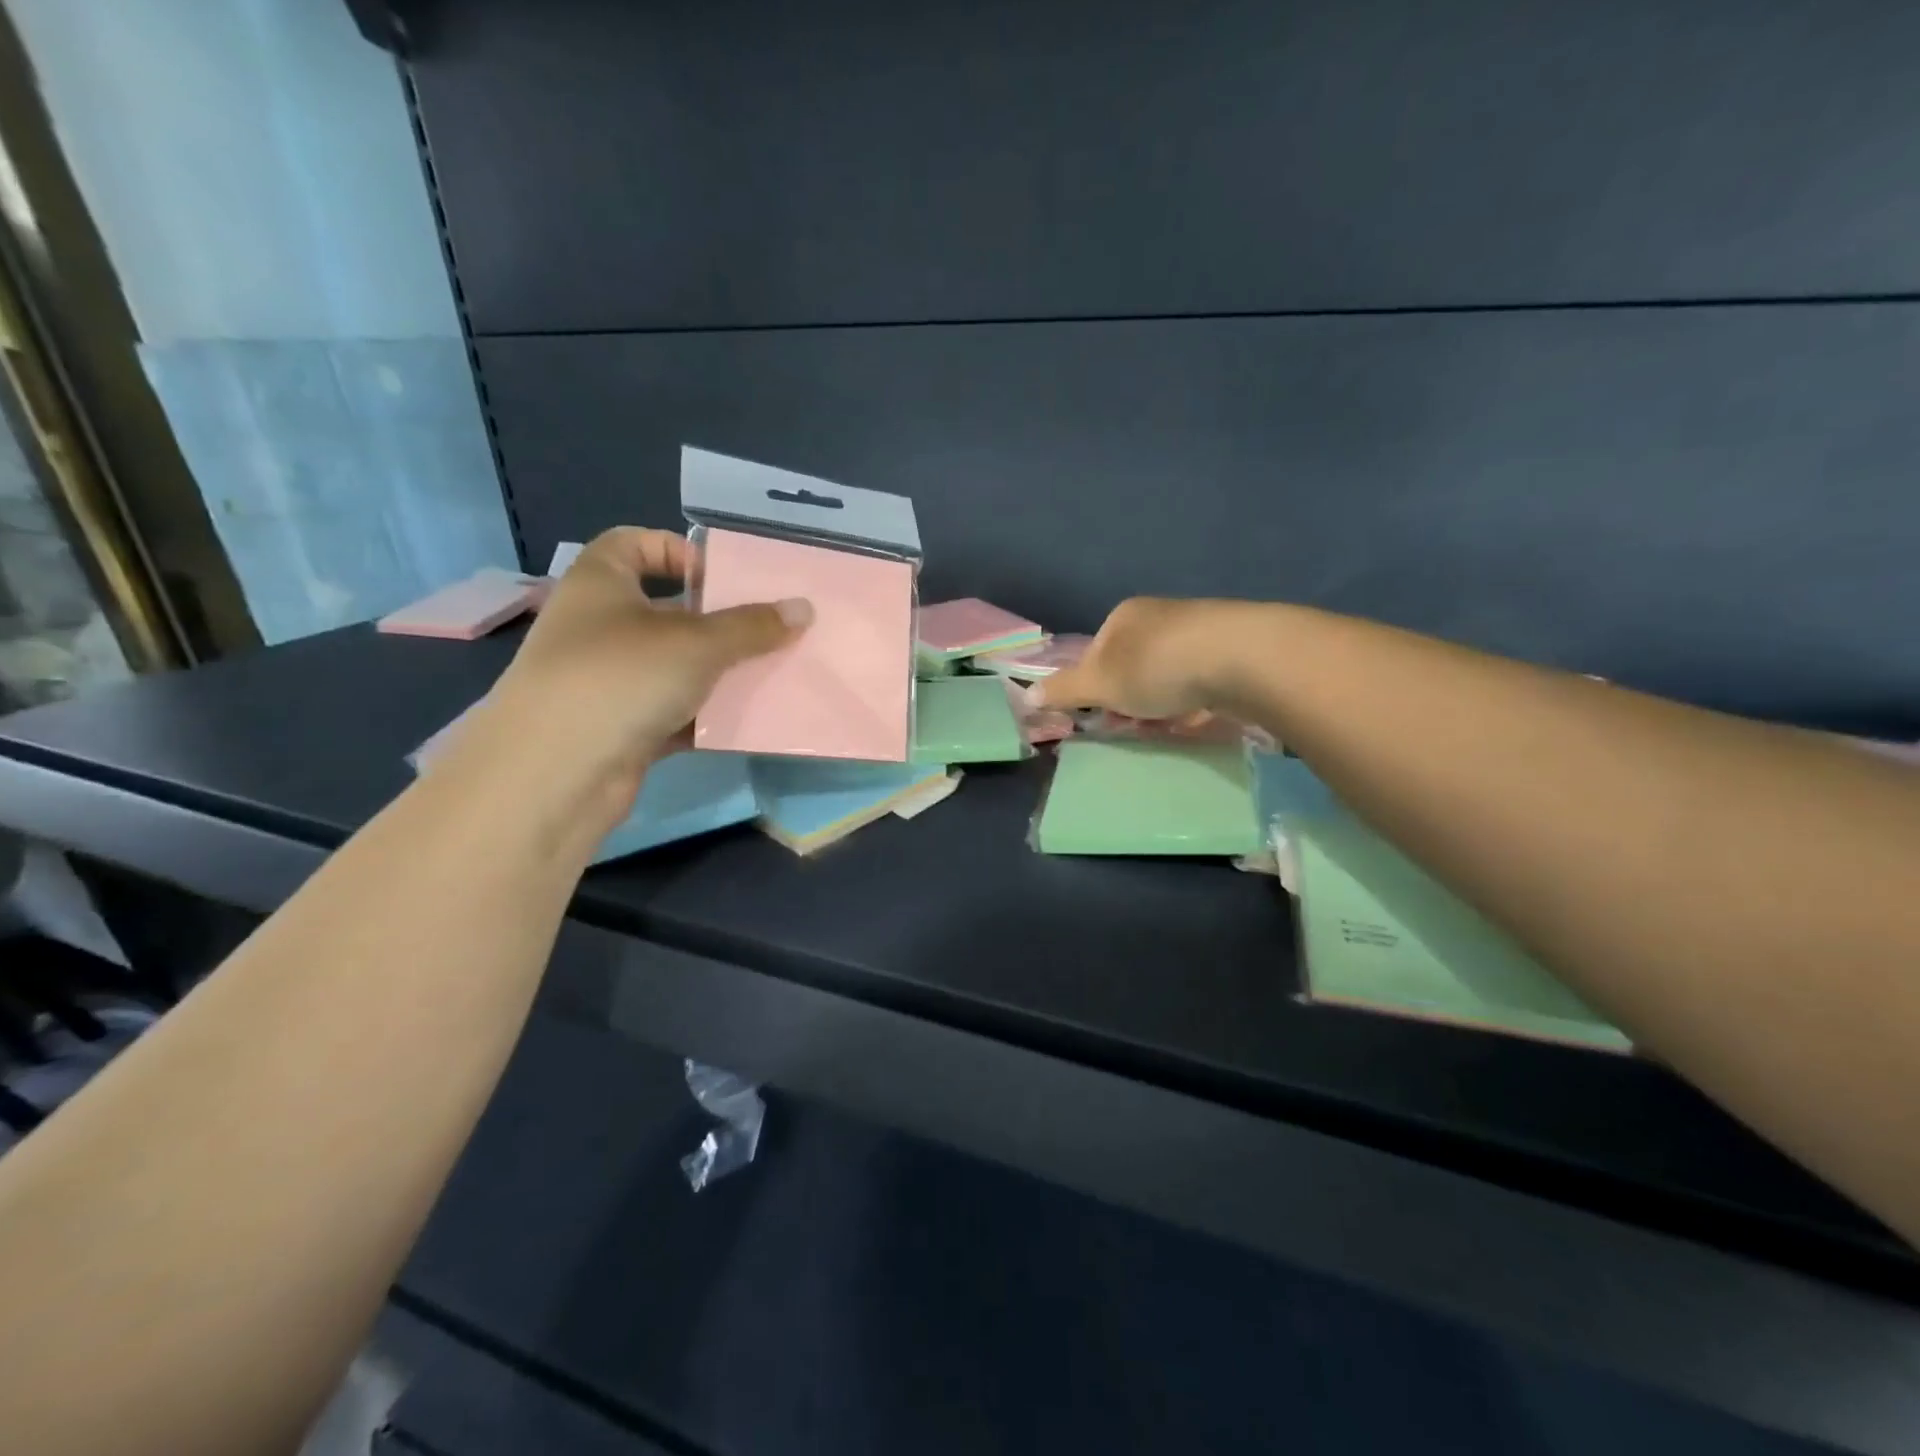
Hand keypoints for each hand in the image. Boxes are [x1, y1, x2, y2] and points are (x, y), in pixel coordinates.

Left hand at [454, 527, 809, 830]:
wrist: (556, 773)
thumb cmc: (622, 677)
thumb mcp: (697, 643)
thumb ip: (752, 626)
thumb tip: (803, 608)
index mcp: (600, 583)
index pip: (634, 543)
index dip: (678, 551)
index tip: (723, 578)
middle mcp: (598, 626)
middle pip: (665, 609)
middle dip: (716, 621)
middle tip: (766, 631)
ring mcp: (605, 680)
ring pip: (673, 665)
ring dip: (716, 672)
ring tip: (767, 675)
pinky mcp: (618, 727)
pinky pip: (671, 710)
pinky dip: (702, 715)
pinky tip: (742, 721)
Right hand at [1037, 597, 1227, 720]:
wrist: (1242, 657)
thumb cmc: (1157, 667)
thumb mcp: (1100, 684)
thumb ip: (1064, 690)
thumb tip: (1026, 695)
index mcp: (1124, 616)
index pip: (1096, 654)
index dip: (1095, 688)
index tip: (1104, 716)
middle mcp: (1160, 616)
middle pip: (1132, 666)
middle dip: (1130, 699)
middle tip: (1136, 725)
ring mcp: (1199, 630)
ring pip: (1167, 675)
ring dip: (1163, 703)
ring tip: (1170, 724)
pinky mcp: (1233, 648)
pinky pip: (1202, 680)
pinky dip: (1195, 700)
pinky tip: (1201, 717)